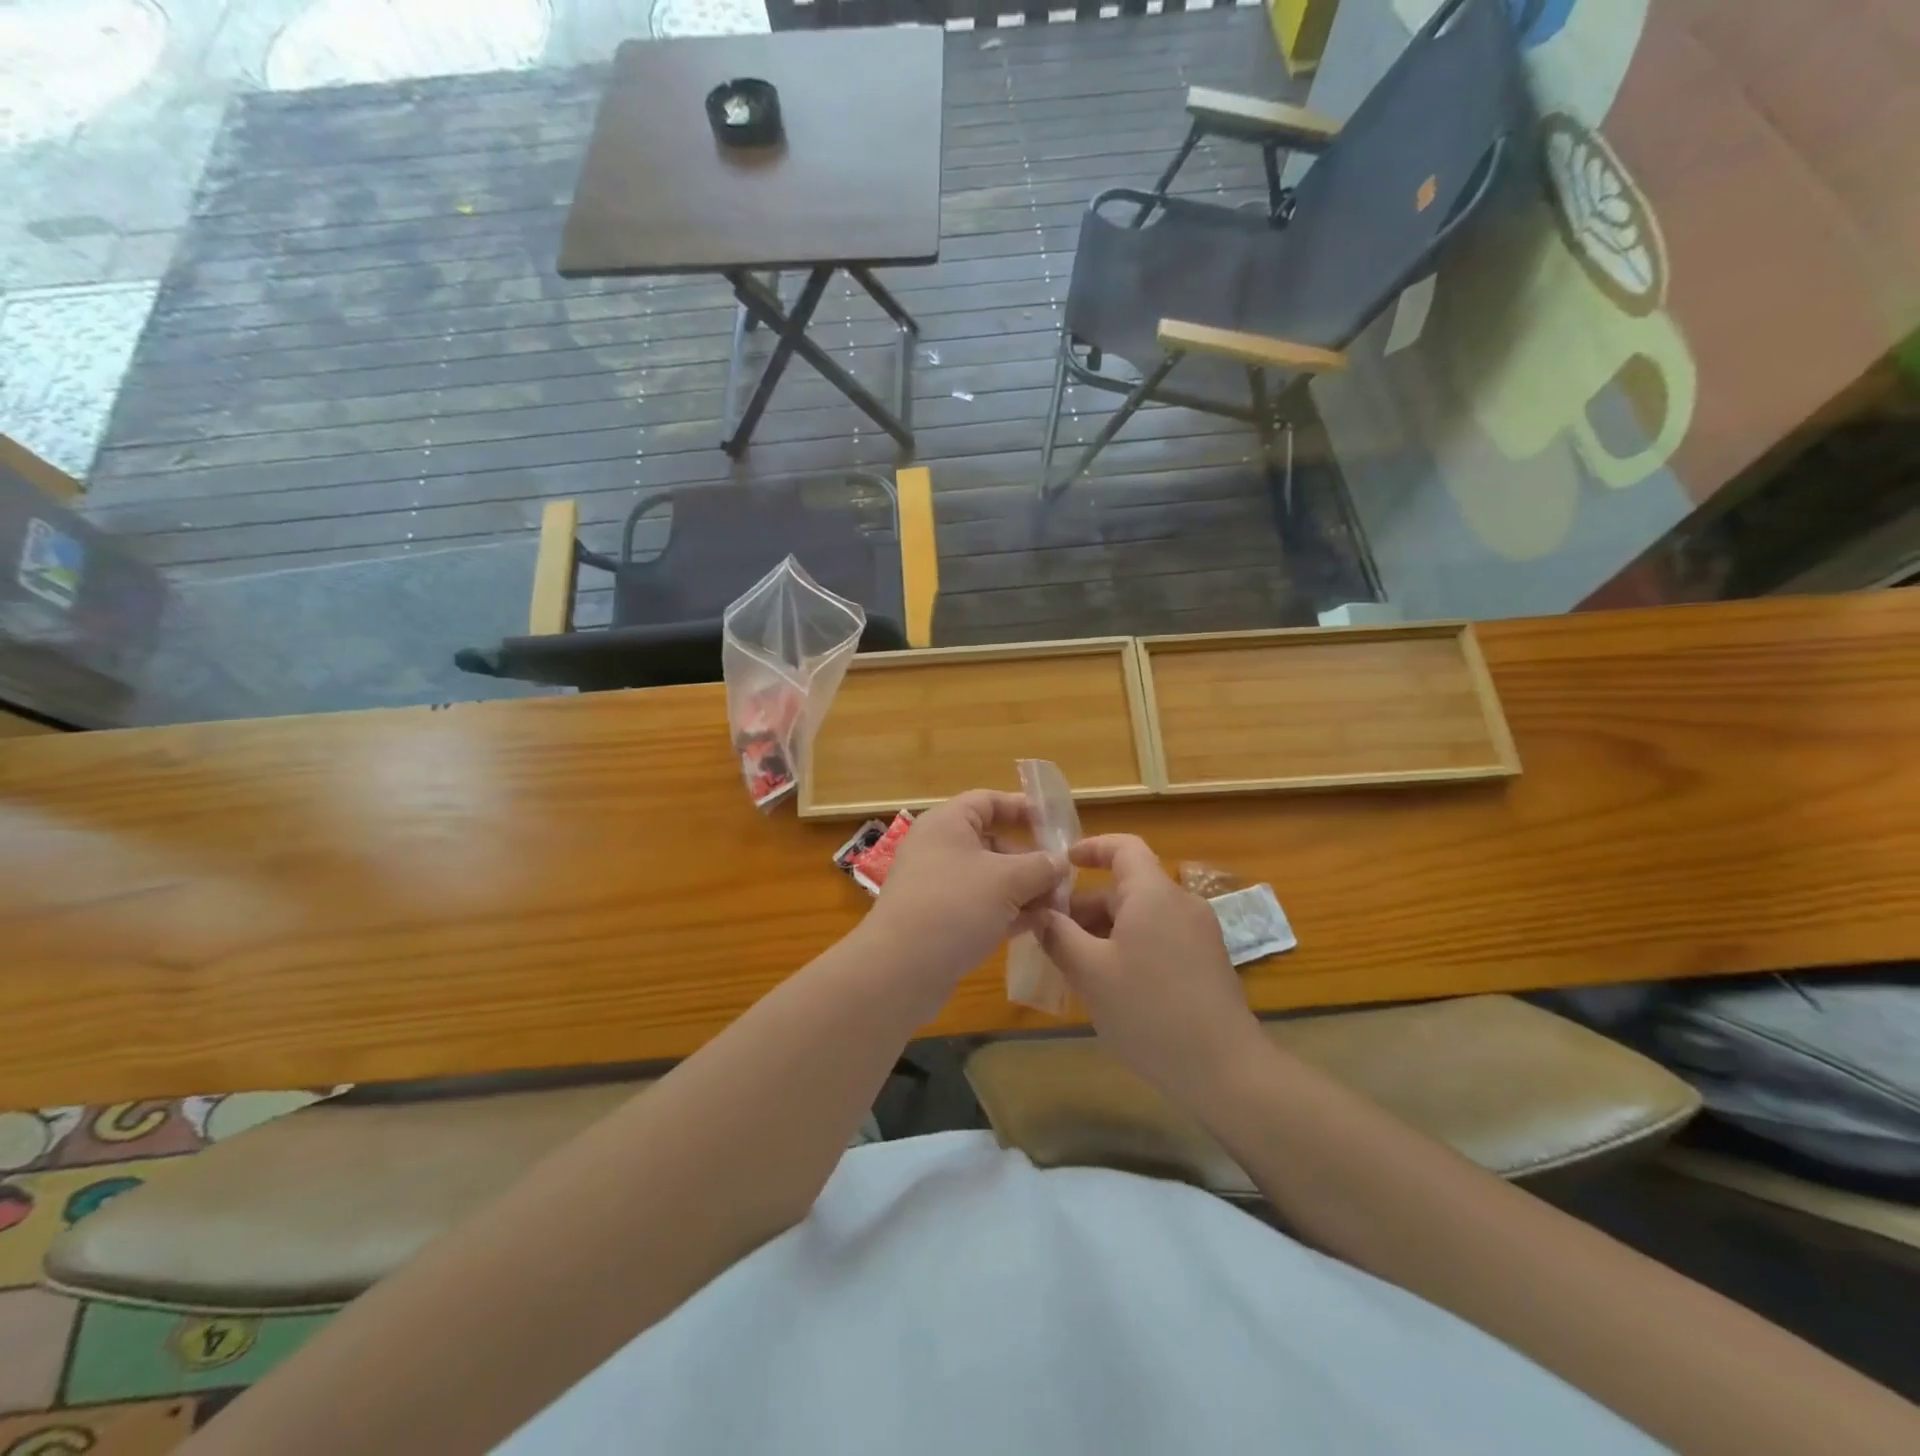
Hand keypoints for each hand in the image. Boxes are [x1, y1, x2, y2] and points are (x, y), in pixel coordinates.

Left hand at [865, 790, 1064, 1004]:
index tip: (1054, 823)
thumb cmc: (955, 906)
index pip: (988, 801)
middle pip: (992, 842)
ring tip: (1058, 906)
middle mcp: (938, 848)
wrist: (900, 969)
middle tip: (1063, 878)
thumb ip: (1040, 866)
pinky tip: (1036, 927)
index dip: (1022, 807)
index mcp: (947, 823)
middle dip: (1030, 859)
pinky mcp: (938, 919)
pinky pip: (979, 906)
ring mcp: (937, 886)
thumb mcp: (1007, 880)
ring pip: (988, 878)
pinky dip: (1007, 912)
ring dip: (1023, 889)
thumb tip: (1059, 862)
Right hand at [1036, 834, 1267, 1107]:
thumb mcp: (1090, 972)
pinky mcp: (1206, 962)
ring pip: (1141, 916)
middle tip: (1050, 934)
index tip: (1061, 864)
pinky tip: (1110, 984)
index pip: (1123, 847)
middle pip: (1127, 887)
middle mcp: (1180, 903)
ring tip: (1073, 964)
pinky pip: (1159, 937)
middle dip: (1086, 906)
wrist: (1224, 1069)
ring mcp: (1198, 934)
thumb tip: (1041, 913)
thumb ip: (1059, 935)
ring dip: (1105, 930)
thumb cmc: (1149, 1011)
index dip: (1091, 848)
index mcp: (1153, 894)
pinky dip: (1129, 946)